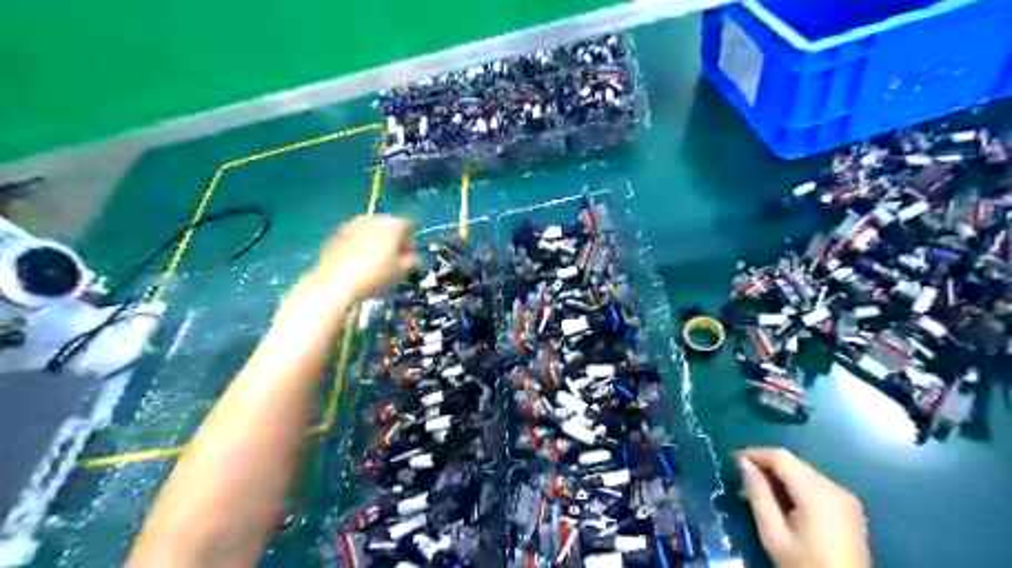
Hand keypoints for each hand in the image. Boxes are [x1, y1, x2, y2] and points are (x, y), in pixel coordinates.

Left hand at [308, 218, 418, 303]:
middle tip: (393, 259)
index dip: (411, 241)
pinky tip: (357, 262)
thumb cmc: (375, 275)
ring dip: (375, 241)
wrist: (335, 282)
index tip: (408, 257)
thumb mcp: (402, 272)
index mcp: (393, 223)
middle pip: (389, 225)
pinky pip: (355, 236)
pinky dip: (359, 245)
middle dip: (393, 240)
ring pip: (371, 230)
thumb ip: (413, 261)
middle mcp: (374, 217)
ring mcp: (353, 223)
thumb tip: (414, 258)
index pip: (409, 225)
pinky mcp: (336, 233)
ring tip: (374, 261)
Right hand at [736, 449, 869, 567]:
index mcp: (817, 493)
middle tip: (743, 478)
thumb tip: (743, 463)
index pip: (781, 457)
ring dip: (780, 475)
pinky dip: (796, 486)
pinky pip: (816, 484)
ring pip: (804, 471)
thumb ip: (758, 494)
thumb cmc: (804, 565)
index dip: (755, 453)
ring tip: (759, 491)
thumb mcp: (773, 534)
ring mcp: (846, 498)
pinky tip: (784, 502)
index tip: (733, 460)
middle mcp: (835, 487)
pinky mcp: (849, 508)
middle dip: (767, 465)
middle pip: (794, 463)